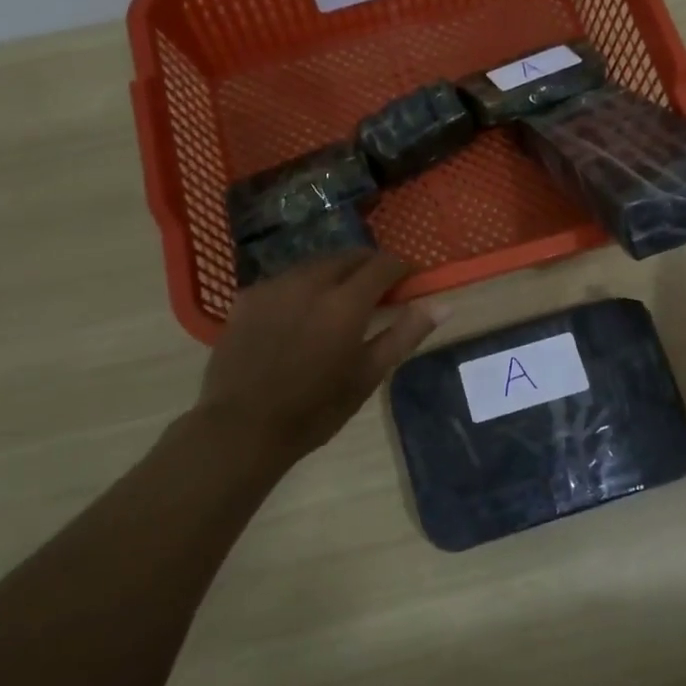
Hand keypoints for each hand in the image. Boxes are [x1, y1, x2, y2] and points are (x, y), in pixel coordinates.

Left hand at [197, 251, 442, 463]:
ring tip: (338, 301)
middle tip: (377, 291)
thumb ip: (405, 334)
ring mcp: (274, 286)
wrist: (242, 427)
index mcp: (345, 303)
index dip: (400, 268)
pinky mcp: (248, 296)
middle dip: (368, 266)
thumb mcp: (368, 375)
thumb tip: (443, 305)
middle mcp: (310, 282)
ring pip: (315, 264)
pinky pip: (285, 279)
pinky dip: (302, 286)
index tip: (408, 280)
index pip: (382, 265)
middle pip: (348, 257)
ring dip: (335, 273)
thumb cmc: (315, 409)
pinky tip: (300, 313)